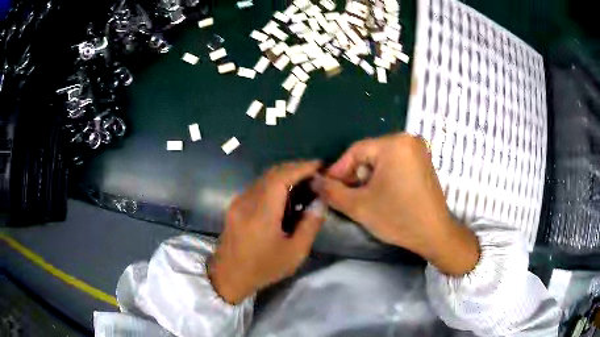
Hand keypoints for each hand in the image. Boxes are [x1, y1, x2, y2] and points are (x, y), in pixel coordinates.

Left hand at [209, 161, 324, 303]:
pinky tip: (286, 195)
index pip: (281, 177)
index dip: (301, 167)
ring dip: (285, 175)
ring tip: (305, 183)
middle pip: (272, 173)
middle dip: (295, 168)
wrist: (228, 276)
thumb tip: (320, 201)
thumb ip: (310, 225)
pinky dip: (275, 184)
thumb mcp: (294, 253)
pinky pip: (258, 187)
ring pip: (264, 178)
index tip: (320, 165)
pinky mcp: (235, 206)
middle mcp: (246, 201)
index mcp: (261, 213)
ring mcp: (238, 202)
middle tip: (315, 174)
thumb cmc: (263, 269)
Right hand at [313, 134, 479, 275]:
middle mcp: (408, 140)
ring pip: (381, 159)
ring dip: (367, 177)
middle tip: (344, 195)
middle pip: (369, 154)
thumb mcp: (359, 206)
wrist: (435, 234)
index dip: (338, 170)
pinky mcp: (423, 162)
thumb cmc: (398, 217)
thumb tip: (313, 181)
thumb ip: (332, 191)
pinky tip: (380, 194)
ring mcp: (418, 150)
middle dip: (354, 175)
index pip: (356, 151)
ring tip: (360, 197)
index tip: (326, 187)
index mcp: (394, 144)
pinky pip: (395, 163)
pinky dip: (383, 176)